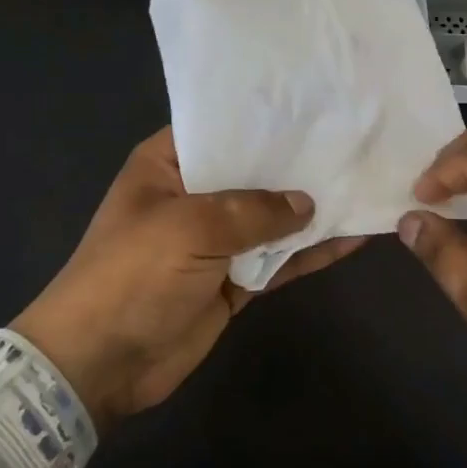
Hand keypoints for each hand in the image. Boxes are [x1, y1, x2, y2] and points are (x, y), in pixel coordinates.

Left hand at [13, 127, 364, 430]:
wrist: (101, 362)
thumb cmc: (134, 274)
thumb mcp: (190, 227)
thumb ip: (253, 211)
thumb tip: (306, 203)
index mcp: (168, 166)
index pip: (221, 128)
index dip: (264, 119)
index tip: (316, 104)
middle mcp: (194, 196)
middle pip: (253, 173)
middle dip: (297, 164)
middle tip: (353, 141)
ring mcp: (215, 241)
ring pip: (271, 219)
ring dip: (311, 211)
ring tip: (364, 185)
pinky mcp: (233, 282)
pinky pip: (277, 261)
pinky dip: (309, 254)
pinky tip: (352, 239)